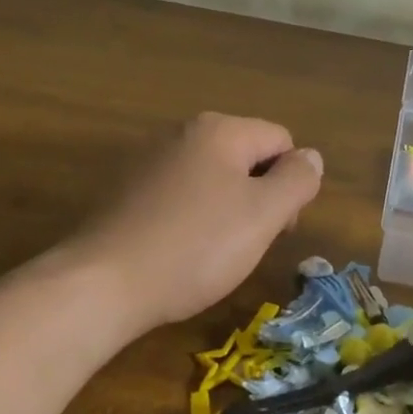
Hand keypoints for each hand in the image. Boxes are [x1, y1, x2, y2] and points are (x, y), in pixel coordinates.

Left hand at [65, 113, 323, 335]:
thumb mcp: (264, 215)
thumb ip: (298, 180)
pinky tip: (179, 252)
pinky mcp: (126, 190)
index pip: (281, 141)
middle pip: (246, 156)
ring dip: (226, 209)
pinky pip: (179, 195)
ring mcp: (149, 159)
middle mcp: (183, 132)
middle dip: (259, 196)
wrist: (101, 284)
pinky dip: (191, 218)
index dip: (290, 184)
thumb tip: (311, 157)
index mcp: (220, 130)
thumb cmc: (195, 247)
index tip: (278, 228)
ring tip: (213, 253)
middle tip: (249, 243)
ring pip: (213, 178)